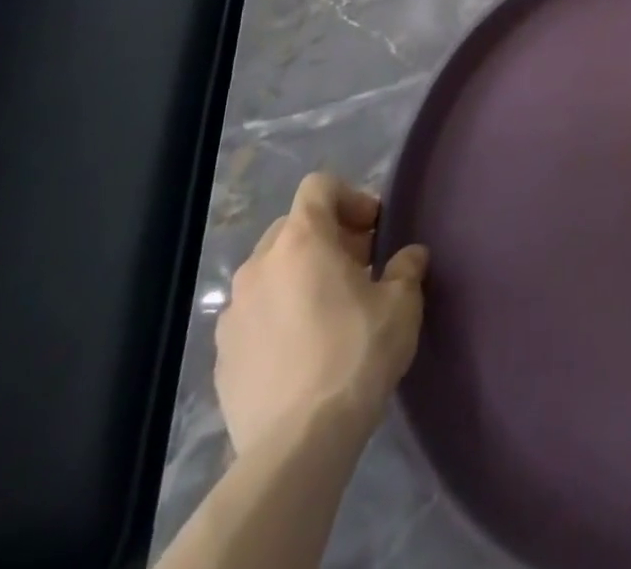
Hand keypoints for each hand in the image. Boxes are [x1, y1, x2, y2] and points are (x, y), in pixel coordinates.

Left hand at [215, 173, 427, 457]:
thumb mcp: (402, 302)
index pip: (319, 186)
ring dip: (300, 276)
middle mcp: (259, 266)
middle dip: (327, 238)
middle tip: (359, 267)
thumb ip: (406, 267)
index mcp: (301, 241)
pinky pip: (254, 314)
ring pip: (271, 272)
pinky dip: (278, 315)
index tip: (374, 230)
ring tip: (330, 310)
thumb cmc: (357, 353)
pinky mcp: (221, 356)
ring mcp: (232, 313)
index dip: (351, 197)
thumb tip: (408, 257)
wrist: (298, 444)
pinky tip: (304, 349)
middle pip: (293, 226)